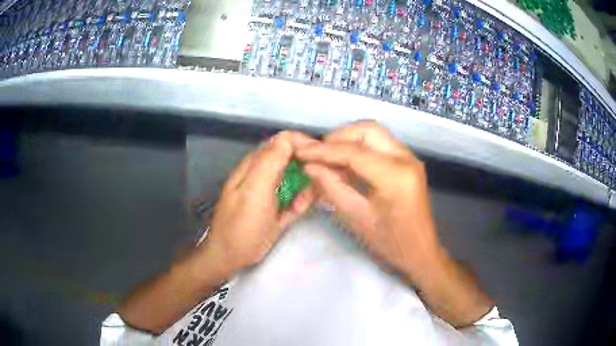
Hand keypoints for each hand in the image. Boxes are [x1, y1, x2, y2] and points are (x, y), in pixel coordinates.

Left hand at [201, 131, 317, 273]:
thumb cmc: (241, 224)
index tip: (321, 157)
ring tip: (317, 193)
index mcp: (256, 163)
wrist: (231, 256)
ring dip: (309, 183)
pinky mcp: (278, 207)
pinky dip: (303, 199)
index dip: (303, 144)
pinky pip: (296, 196)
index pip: (283, 140)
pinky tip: (303, 206)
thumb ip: (269, 163)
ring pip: (297, 177)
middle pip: (293, 157)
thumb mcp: (254, 191)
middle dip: (310, 163)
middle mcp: (265, 173)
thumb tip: (288, 136)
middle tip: (326, 176)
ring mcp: (272, 191)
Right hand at [296, 121, 439, 278]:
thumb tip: (309, 166)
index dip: (323, 150)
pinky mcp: (408, 162)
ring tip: (329, 157)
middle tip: (318, 154)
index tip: (300, 151)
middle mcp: (405, 158)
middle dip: (339, 137)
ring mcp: (409, 158)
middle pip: (367, 130)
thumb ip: (331, 187)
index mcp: (394, 176)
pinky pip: (381, 144)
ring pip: (375, 134)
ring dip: (350, 140)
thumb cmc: (390, 243)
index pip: (353, 152)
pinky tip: (346, 162)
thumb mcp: (356, 217)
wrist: (420, 251)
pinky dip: (361, 147)